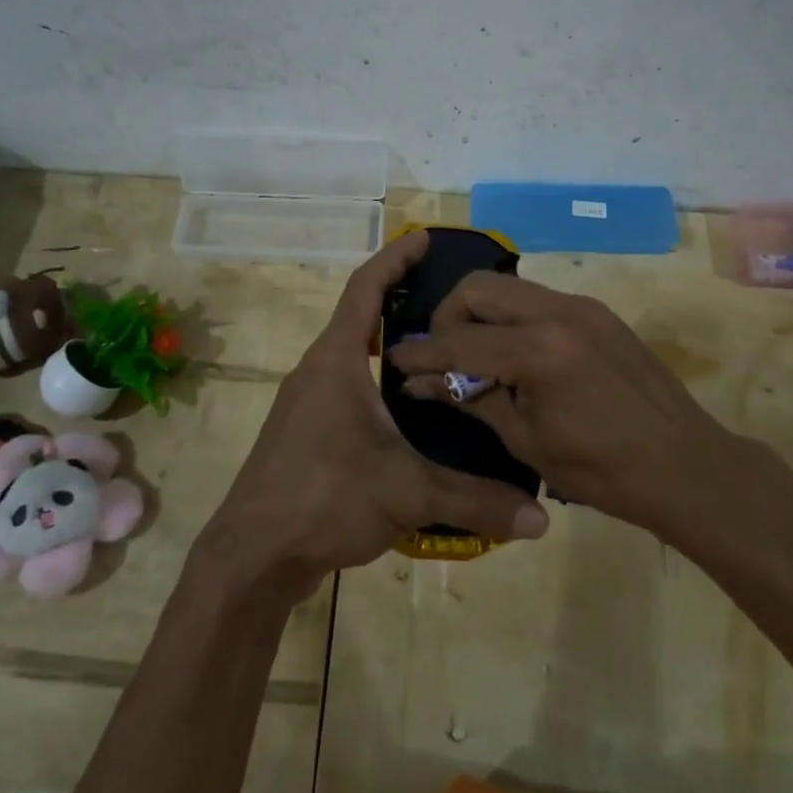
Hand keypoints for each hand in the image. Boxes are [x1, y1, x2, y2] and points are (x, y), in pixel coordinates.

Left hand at [199, 233, 549, 601]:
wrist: (253, 554)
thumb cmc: (325, 497)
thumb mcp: (408, 493)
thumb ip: (476, 501)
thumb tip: (539, 521)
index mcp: (337, 360)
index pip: (365, 287)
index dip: (395, 257)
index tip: (425, 238)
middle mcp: (317, 370)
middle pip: (360, 317)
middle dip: (401, 300)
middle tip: (452, 302)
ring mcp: (306, 402)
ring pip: (353, 357)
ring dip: (389, 347)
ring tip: (440, 354)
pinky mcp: (304, 433)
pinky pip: (347, 390)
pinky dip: (378, 384)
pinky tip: (410, 414)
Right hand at [386, 273, 792, 547]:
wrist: (686, 464)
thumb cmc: (603, 470)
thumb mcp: (527, 441)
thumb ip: (473, 401)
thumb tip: (422, 384)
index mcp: (539, 351)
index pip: (461, 342)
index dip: (422, 352)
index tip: (395, 359)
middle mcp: (559, 312)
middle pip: (479, 287)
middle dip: (449, 316)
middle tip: (442, 353)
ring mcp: (582, 306)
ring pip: (509, 287)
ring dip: (481, 313)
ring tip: (475, 354)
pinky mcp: (597, 312)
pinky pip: (538, 300)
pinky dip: (512, 319)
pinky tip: (514, 355)